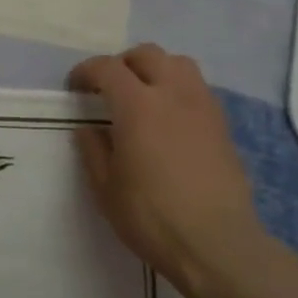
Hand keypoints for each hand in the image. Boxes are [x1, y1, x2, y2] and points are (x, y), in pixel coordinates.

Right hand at [68, 44, 293, 297]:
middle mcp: (173, 94)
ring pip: (179, 64)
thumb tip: (88, 128)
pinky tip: (170, 118)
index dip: (86, 71)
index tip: (75, 87)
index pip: (108, 68)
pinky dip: (178, 89)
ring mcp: (203, 106)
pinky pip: (198, 88)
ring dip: (156, 69)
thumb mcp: (106, 188)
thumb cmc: (151, 217)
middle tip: (109, 88)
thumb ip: (93, 150)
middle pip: (147, 55)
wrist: (216, 243)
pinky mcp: (223, 125)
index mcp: (137, 105)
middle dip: (123, 63)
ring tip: (144, 95)